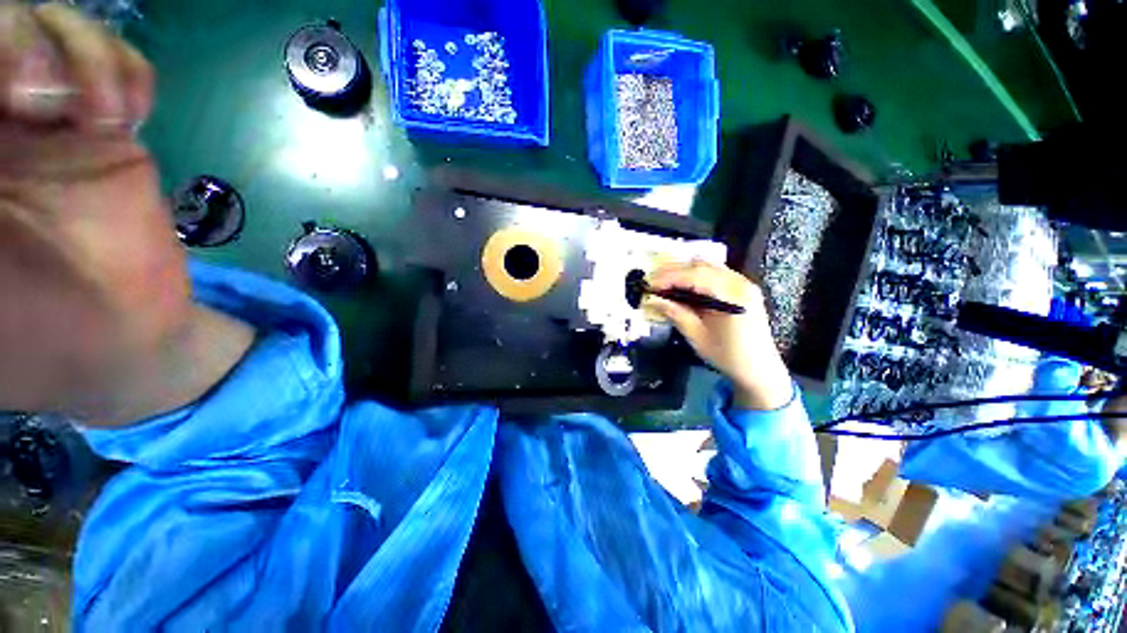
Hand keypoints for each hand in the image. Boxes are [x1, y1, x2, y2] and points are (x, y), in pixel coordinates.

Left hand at [0, 4, 251, 423]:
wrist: (117, 334)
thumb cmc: (24, 324)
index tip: (3, 96)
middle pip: (2, 24)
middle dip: (22, 43)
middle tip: (45, 100)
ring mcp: (50, 119)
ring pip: (59, 28)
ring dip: (82, 56)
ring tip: (101, 116)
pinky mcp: (106, 131)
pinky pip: (116, 61)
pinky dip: (125, 71)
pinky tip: (130, 116)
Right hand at [646, 261, 792, 409]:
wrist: (760, 369)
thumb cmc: (728, 356)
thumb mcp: (697, 336)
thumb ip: (675, 314)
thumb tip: (652, 300)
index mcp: (733, 296)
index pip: (695, 276)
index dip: (669, 277)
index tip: (649, 284)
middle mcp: (740, 283)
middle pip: (701, 266)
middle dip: (673, 271)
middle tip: (652, 281)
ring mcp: (743, 283)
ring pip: (707, 266)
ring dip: (683, 272)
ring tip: (663, 282)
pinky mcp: (741, 288)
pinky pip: (714, 273)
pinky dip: (694, 276)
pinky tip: (681, 285)